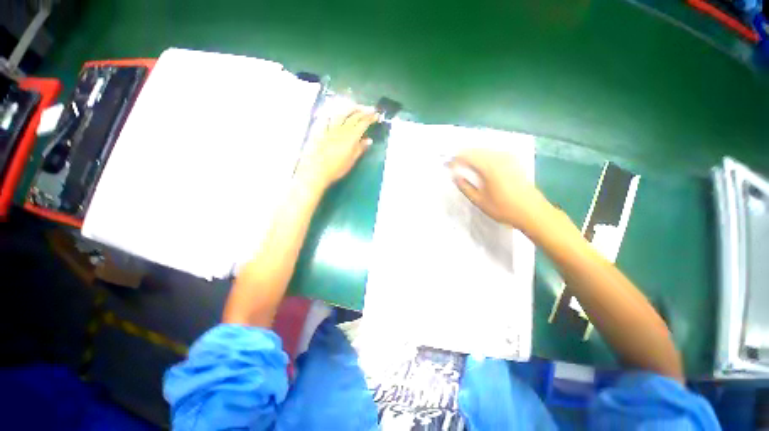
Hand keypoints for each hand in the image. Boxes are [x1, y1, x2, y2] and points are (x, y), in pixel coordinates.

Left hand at [296, 106, 377, 189]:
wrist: (314, 171)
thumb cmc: (335, 169)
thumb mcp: (351, 161)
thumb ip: (360, 149)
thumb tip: (369, 140)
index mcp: (350, 138)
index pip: (362, 123)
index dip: (370, 117)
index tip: (376, 115)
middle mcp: (340, 129)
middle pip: (352, 115)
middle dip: (362, 110)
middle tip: (369, 109)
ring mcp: (328, 128)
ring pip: (340, 112)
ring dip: (349, 107)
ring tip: (355, 106)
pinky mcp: (318, 129)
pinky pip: (326, 115)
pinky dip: (333, 111)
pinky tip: (335, 110)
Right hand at [449, 149, 550, 232]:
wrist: (532, 212)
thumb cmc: (503, 208)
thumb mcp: (479, 201)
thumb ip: (465, 186)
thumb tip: (455, 176)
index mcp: (488, 167)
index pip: (466, 157)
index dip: (454, 160)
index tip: (446, 165)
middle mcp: (498, 157)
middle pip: (475, 150)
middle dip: (462, 155)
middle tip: (453, 164)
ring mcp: (508, 157)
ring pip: (484, 150)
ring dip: (472, 154)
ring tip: (463, 163)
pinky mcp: (514, 160)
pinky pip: (493, 152)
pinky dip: (483, 155)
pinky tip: (480, 163)